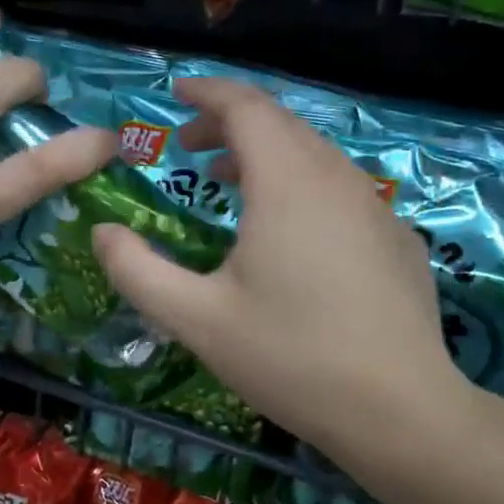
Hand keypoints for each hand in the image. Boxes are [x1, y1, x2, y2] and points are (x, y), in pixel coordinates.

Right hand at [91, 77, 466, 452]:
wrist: (401, 412)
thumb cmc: (290, 357)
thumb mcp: (195, 319)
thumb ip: (136, 271)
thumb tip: (102, 233)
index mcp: (287, 183)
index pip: (245, 107)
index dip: (207, 92)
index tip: (175, 94)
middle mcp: (335, 178)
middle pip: (279, 123)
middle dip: (229, 123)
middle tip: (188, 145)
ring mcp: (375, 207)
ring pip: (313, 153)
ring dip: (265, 153)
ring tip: (227, 181)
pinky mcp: (397, 238)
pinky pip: (340, 186)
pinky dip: (301, 182)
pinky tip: (288, 229)